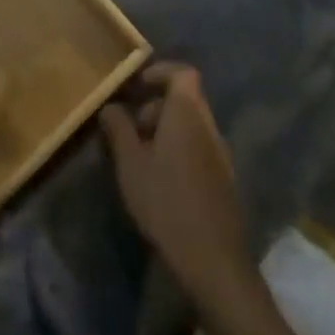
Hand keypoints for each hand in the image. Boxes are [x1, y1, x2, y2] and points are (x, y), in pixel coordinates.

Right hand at [99, 62, 255, 301]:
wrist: (213, 261)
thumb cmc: (166, 201)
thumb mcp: (130, 164)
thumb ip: (118, 129)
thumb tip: (110, 107)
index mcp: (188, 113)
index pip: (183, 73)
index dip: (160, 72)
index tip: (137, 86)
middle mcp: (209, 127)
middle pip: (186, 99)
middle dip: (157, 105)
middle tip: (132, 127)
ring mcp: (221, 155)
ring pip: (192, 125)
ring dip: (167, 130)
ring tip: (141, 156)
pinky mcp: (225, 181)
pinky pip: (200, 148)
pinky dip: (179, 150)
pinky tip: (161, 180)